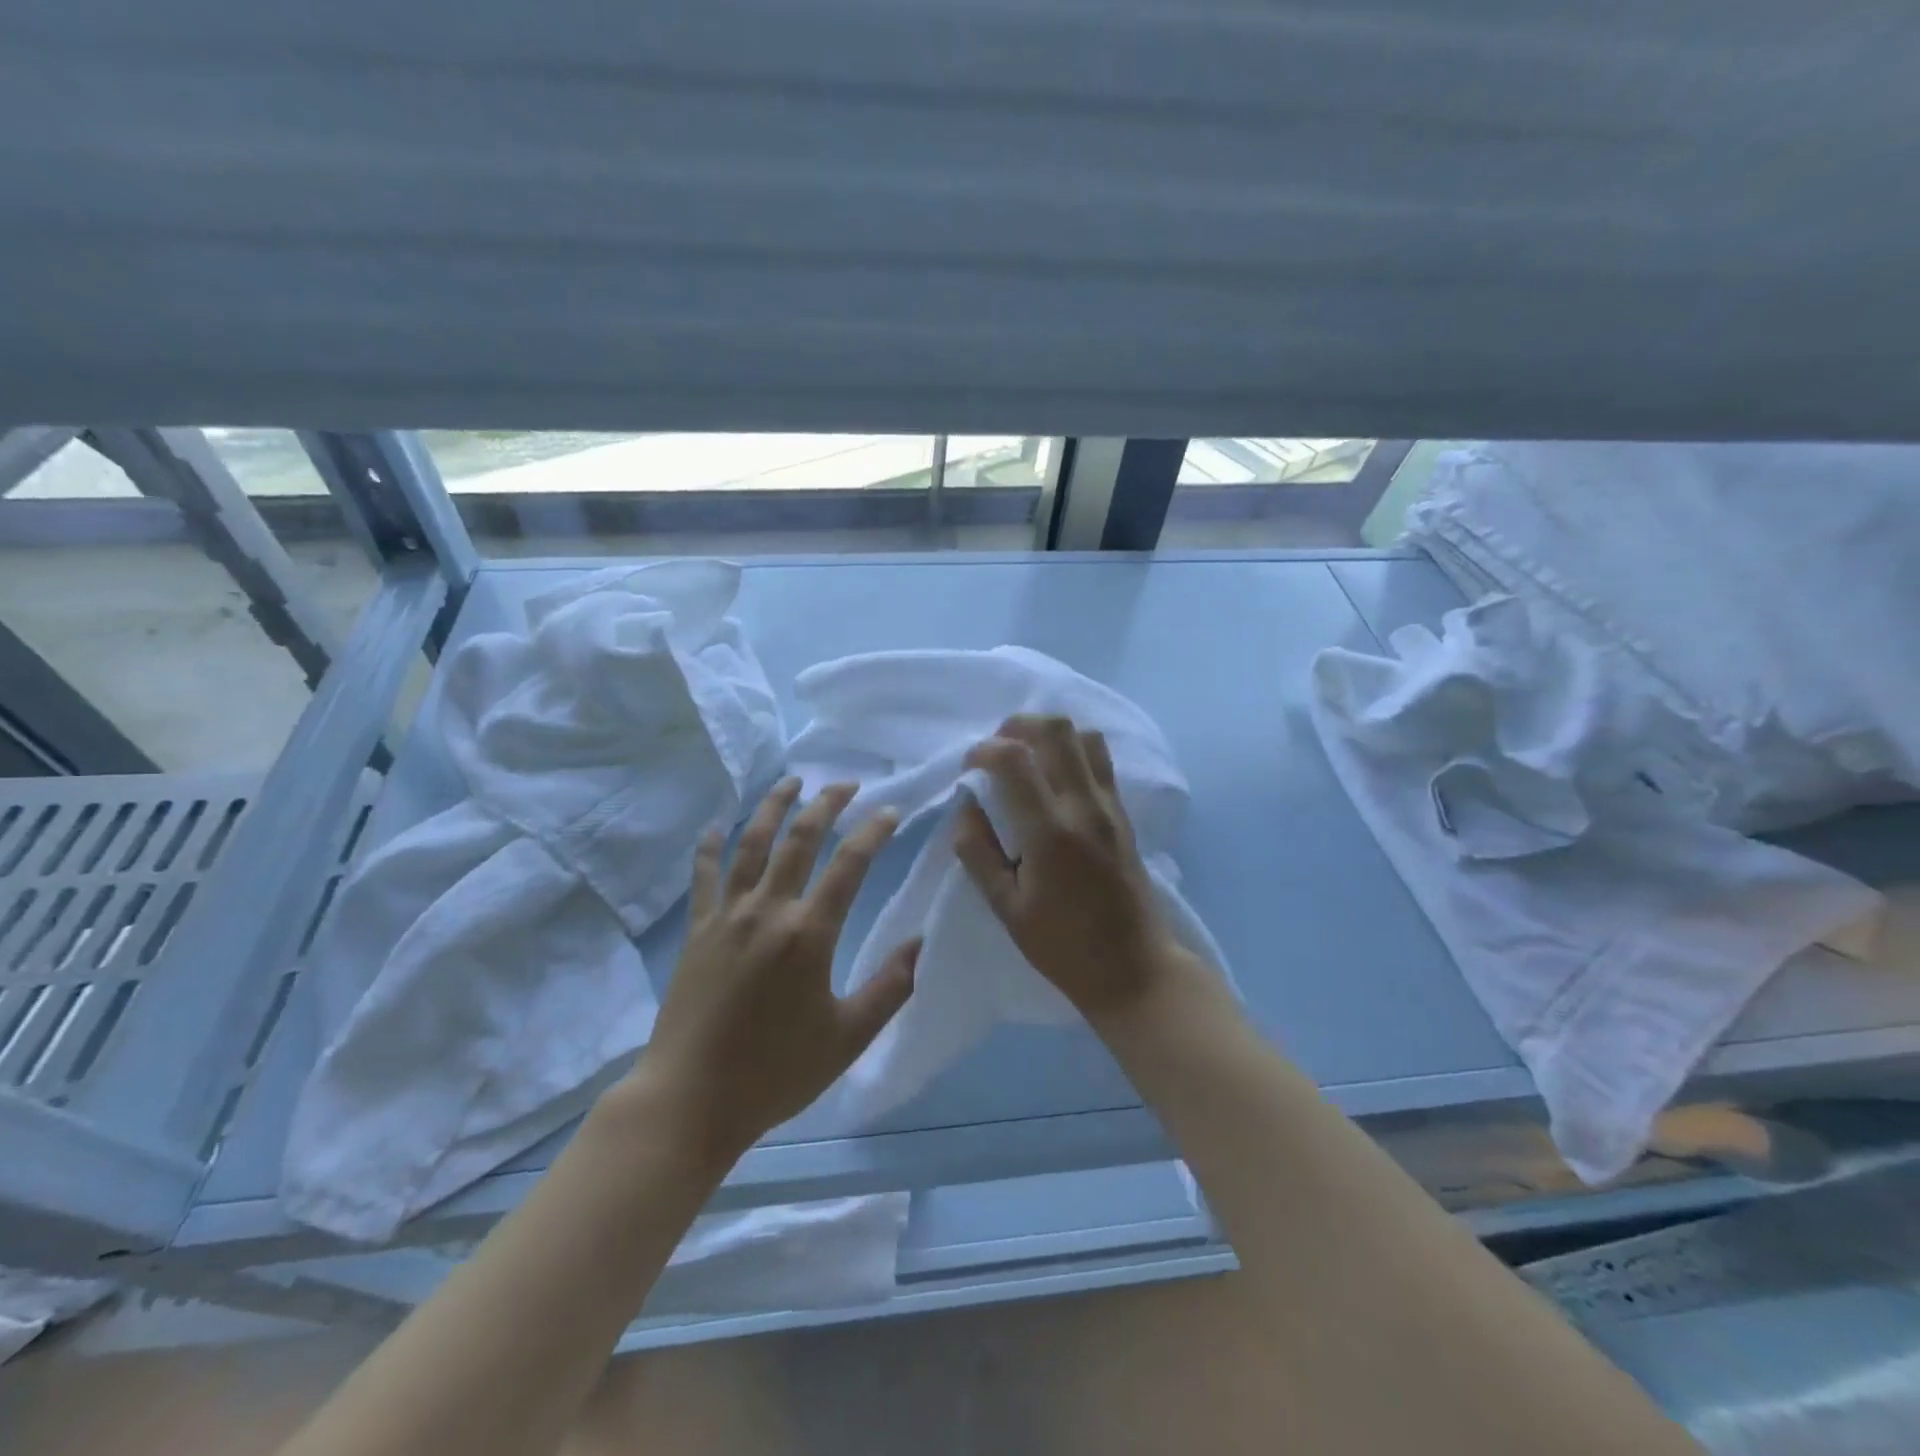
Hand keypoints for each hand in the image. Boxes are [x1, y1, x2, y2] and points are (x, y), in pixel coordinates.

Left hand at [635, 778, 918, 1161]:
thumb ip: (890, 987)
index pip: (850, 864)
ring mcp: (726, 916)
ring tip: (790, 782)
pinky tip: (715, 827)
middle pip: (800, 838)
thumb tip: (922, 943)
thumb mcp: (848, 1037)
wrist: (690, 1099)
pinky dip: (709, 847)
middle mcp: (768, 910)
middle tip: (845, 784)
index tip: (890, 810)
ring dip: (773, 807)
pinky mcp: (697, 931)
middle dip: (826, 804)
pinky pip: (704, 876)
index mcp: (809, 933)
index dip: (873, 831)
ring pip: (751, 843)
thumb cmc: (775, 1071)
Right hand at [955, 715, 1199, 1025]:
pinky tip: (1053, 776)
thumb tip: (965, 807)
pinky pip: (1100, 760)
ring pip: (1084, 736)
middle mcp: (1085, 806)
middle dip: (1016, 726)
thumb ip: (978, 852)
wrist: (1133, 968)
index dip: (984, 750)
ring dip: (1049, 735)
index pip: (1015, 758)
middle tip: (995, 751)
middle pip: (1056, 729)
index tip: (968, 768)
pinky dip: (1072, 750)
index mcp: (1050, 831)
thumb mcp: (1006, 908)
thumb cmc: (1063, 946)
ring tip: (1025, 758)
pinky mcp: (1124, 813)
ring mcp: (1110, 806)